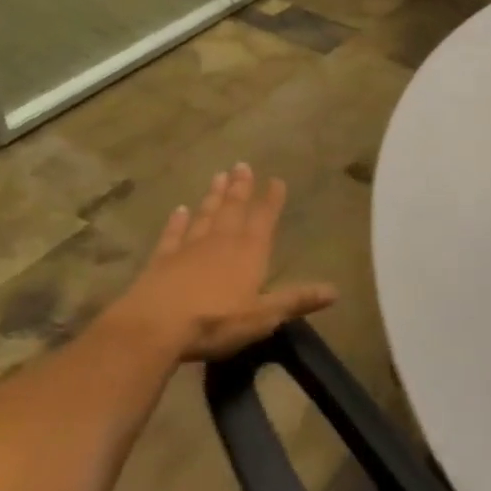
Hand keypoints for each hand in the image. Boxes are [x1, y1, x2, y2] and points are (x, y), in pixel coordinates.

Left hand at [107, 164, 337, 362]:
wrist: (155, 326)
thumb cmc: (215, 321)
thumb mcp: (263, 316)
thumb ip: (296, 300)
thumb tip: (335, 290)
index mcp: (249, 252)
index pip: (264, 219)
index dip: (271, 200)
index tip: (276, 179)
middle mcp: (221, 241)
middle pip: (233, 208)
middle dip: (240, 187)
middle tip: (242, 165)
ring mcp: (189, 247)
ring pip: (205, 215)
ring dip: (213, 196)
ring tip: (218, 176)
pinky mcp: (162, 260)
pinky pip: (173, 234)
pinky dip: (177, 221)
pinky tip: (179, 210)